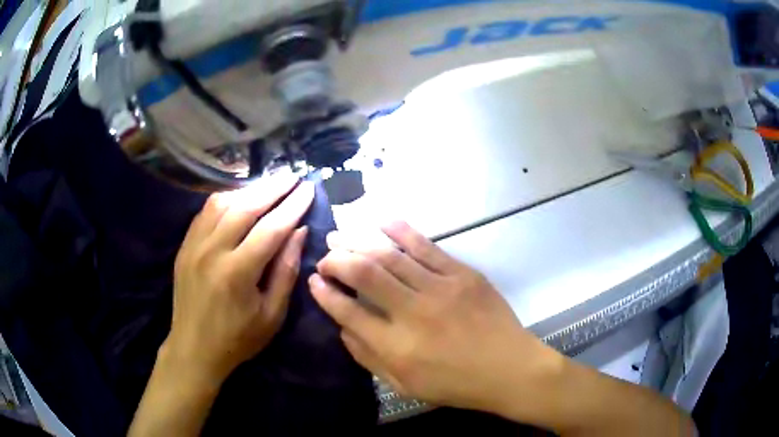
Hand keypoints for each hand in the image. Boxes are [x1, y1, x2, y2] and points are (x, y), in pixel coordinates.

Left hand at [166, 174, 314, 381]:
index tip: (309, 189)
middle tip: (293, 177)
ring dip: (248, 190)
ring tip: (269, 186)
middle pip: (245, 206)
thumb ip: (286, 271)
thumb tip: (300, 232)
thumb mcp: (272, 315)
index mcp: (237, 273)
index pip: (271, 228)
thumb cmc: (238, 339)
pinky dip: (226, 199)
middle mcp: (212, 251)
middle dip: (273, 188)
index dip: (293, 206)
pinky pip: (205, 212)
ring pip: (222, 202)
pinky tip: (239, 199)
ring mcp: (194, 245)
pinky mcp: (185, 246)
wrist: (194, 349)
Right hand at [309, 222, 557, 412]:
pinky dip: (400, 230)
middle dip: (336, 259)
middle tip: (325, 256)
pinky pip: (426, 246)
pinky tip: (381, 220)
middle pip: (363, 273)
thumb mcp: (405, 385)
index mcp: (396, 347)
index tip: (314, 280)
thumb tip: (342, 327)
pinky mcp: (462, 274)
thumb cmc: (456, 384)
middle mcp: (413, 313)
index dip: (325, 293)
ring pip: (389, 255)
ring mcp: (440, 289)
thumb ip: (369, 358)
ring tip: (341, 235)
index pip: (347, 311)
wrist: (509, 369)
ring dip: (359, 241)